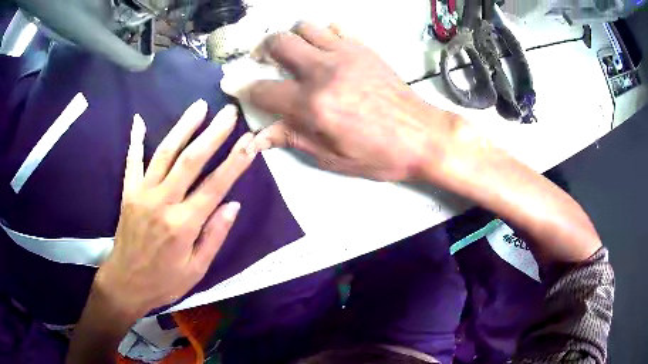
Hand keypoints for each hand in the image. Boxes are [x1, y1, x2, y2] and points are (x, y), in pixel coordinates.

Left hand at [95, 100, 256, 318]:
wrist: (126, 284)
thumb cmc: (164, 281)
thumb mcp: (196, 269)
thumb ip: (214, 236)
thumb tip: (233, 205)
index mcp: (183, 224)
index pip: (215, 185)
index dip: (235, 161)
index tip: (251, 141)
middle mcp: (163, 202)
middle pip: (190, 160)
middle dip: (213, 134)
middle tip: (228, 113)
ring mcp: (142, 194)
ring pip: (164, 153)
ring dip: (183, 127)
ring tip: (199, 106)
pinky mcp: (128, 193)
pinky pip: (132, 162)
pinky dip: (136, 140)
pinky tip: (139, 121)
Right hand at [248, 22, 460, 180]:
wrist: (422, 135)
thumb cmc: (379, 154)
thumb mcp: (332, 158)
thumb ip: (293, 140)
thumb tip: (258, 138)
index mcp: (312, 104)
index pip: (263, 90)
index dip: (244, 89)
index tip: (237, 87)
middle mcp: (323, 71)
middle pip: (279, 43)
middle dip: (263, 49)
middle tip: (264, 60)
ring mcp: (345, 54)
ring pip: (305, 27)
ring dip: (292, 37)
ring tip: (295, 52)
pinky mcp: (363, 48)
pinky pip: (335, 27)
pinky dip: (323, 33)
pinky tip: (325, 47)